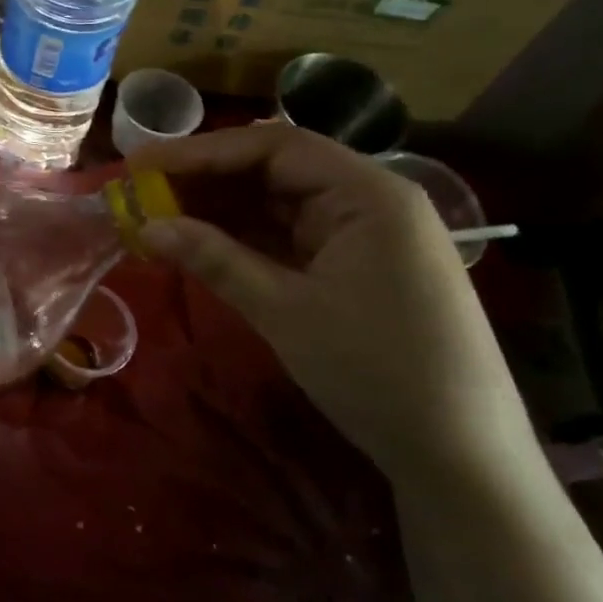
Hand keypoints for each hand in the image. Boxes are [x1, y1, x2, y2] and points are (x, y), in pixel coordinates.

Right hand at [130, 125, 533, 488]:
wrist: (461, 454)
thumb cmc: (376, 371)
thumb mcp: (284, 310)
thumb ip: (214, 258)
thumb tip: (147, 226)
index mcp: (366, 193)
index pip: (273, 146)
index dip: (201, 152)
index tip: (142, 165)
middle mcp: (370, 200)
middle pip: (276, 169)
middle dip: (208, 180)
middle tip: (143, 192)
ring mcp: (366, 235)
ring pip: (281, 204)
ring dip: (223, 210)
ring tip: (161, 216)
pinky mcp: (359, 267)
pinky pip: (293, 237)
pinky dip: (247, 239)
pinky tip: (204, 243)